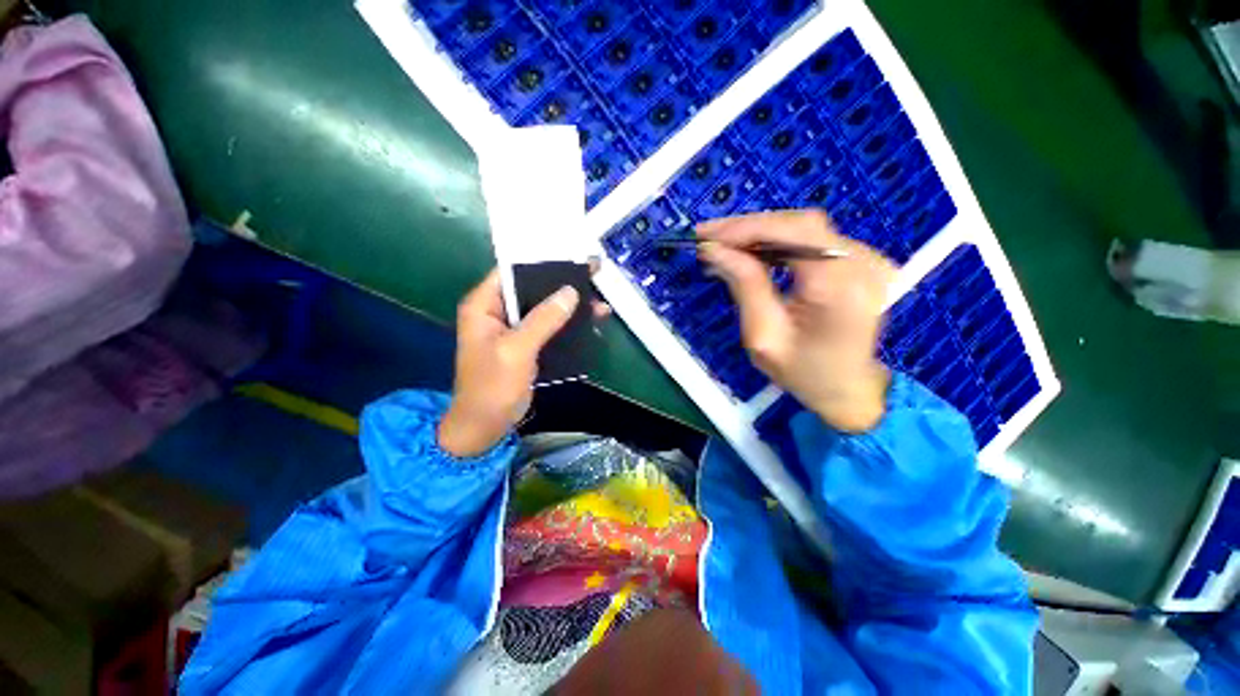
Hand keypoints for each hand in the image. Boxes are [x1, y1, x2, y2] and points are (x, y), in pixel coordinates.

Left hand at [438, 269, 607, 457]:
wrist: (485, 426)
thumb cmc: (492, 386)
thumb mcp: (517, 350)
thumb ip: (543, 319)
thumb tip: (570, 291)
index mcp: (484, 305)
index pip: (512, 271)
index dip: (541, 263)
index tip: (571, 258)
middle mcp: (497, 311)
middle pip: (532, 289)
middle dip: (563, 285)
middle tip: (594, 275)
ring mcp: (513, 329)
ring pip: (545, 309)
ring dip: (570, 307)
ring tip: (600, 303)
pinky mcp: (526, 345)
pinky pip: (549, 328)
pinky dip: (568, 325)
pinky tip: (590, 323)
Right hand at [698, 210, 893, 431]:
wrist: (848, 388)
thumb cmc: (803, 373)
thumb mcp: (762, 336)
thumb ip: (744, 286)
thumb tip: (715, 250)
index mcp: (840, 288)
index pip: (794, 232)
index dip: (747, 227)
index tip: (707, 236)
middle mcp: (864, 264)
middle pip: (799, 224)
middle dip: (748, 228)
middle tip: (709, 238)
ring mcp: (869, 259)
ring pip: (804, 228)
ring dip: (760, 233)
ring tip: (724, 245)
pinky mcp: (863, 261)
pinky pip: (813, 239)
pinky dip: (778, 241)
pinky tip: (753, 251)